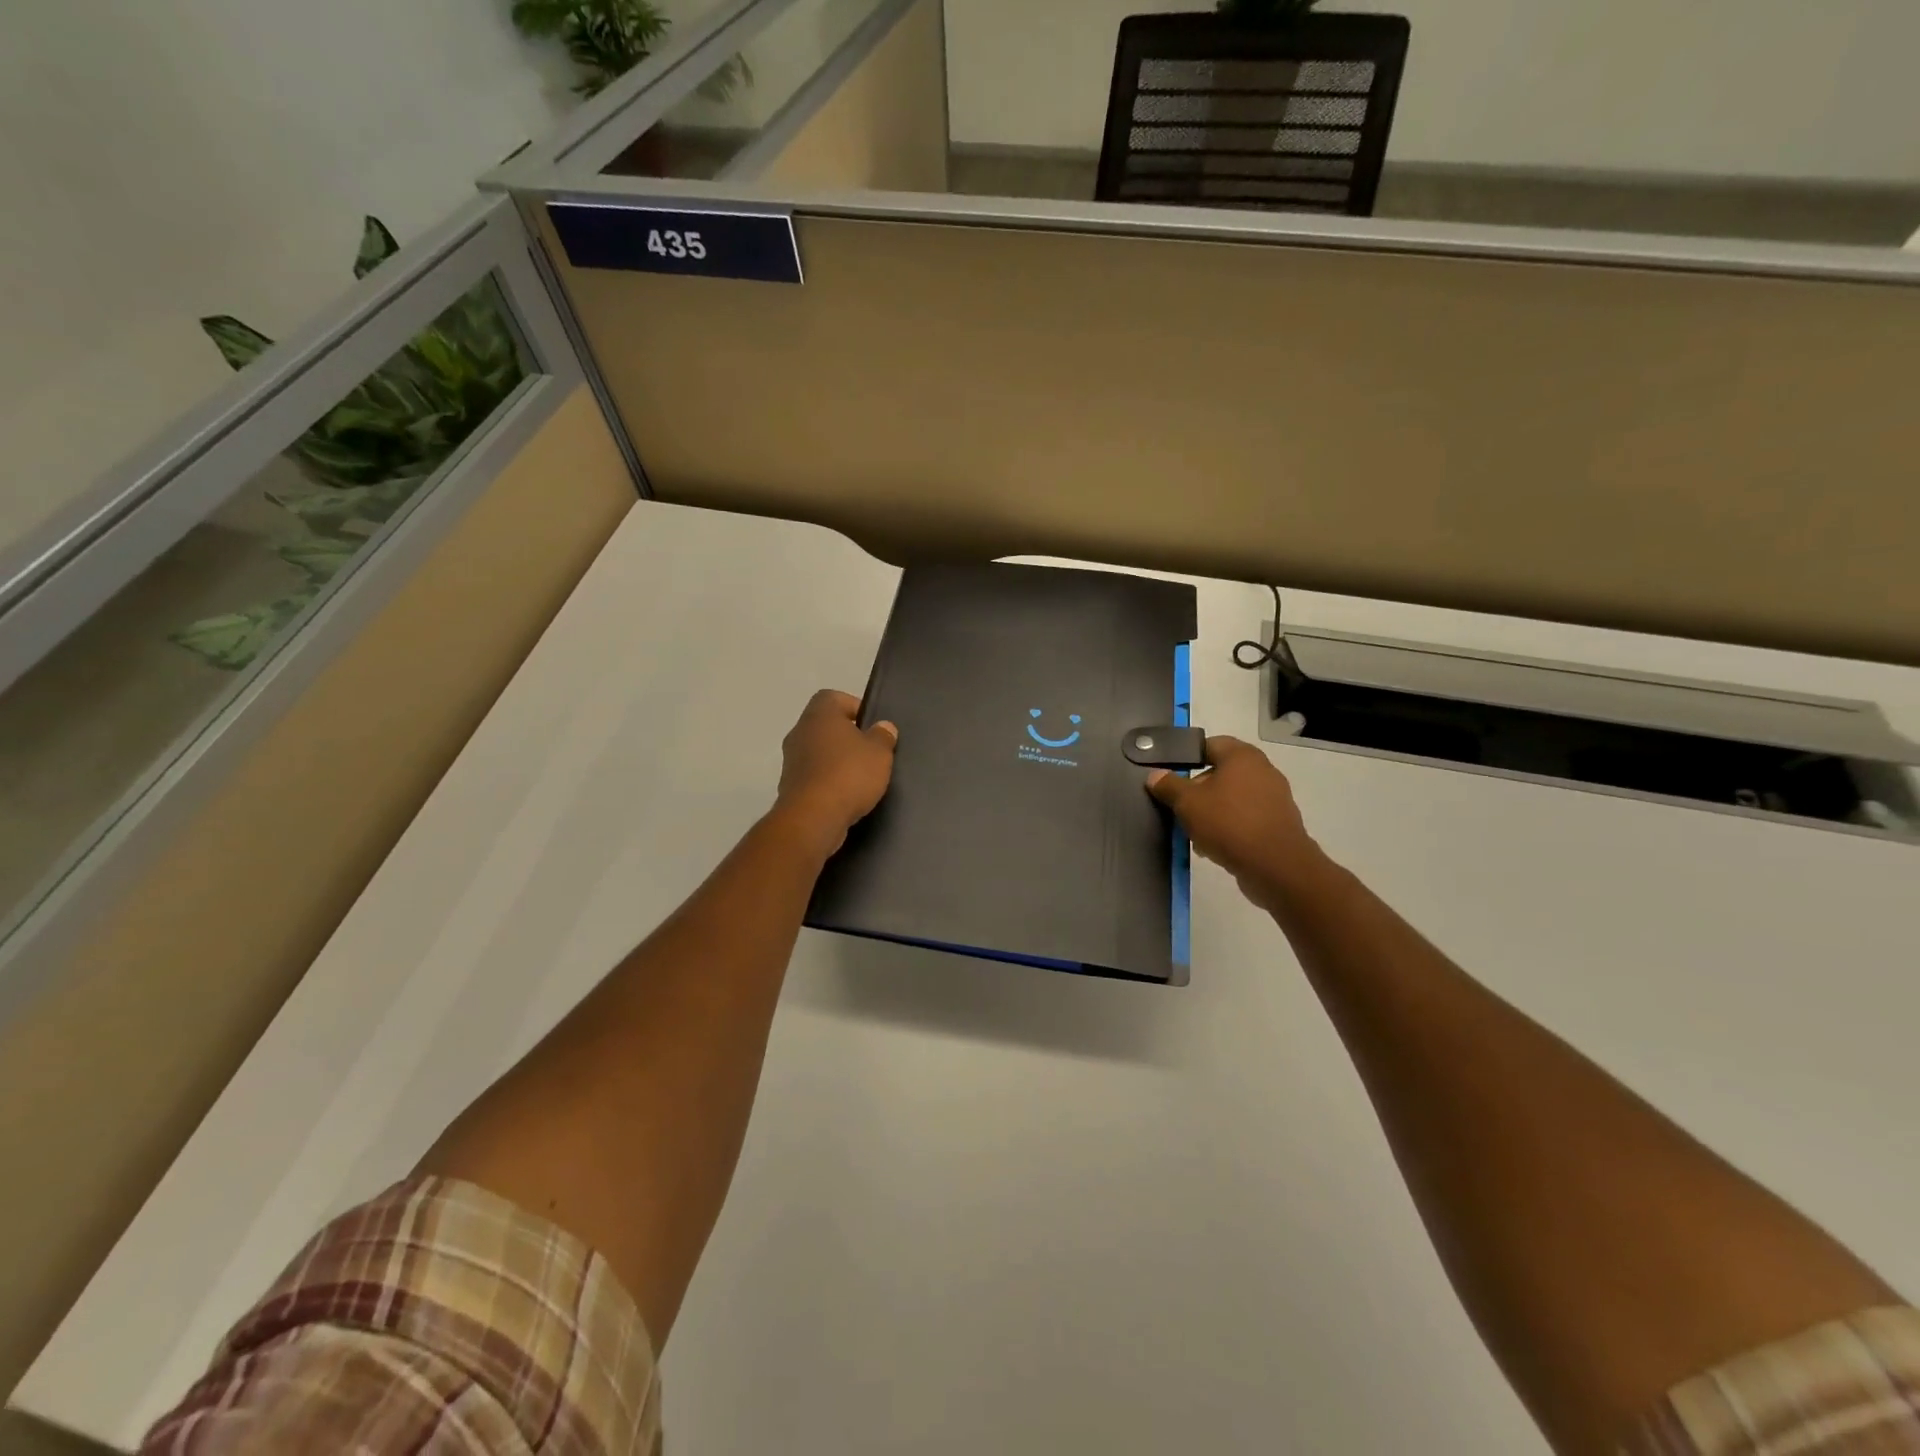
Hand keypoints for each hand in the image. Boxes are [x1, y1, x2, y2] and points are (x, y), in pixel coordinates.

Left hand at [774, 689, 898, 854]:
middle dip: (847, 737)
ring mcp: (791, 761)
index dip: (854, 707)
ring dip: (836, 761)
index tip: (871, 725)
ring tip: (861, 777)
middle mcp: (799, 732)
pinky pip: (813, 776)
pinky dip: (828, 782)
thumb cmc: (849, 774)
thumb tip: (883, 726)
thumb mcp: (879, 752)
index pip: (833, 697)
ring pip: (818, 752)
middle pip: (825, 726)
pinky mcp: (790, 787)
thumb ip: (883, 736)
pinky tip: (846, 796)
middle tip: (870, 751)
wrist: (813, 818)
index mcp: (819, 715)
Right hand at [1147, 736, 1321, 907]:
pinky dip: (1229, 827)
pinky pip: (1246, 817)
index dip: (1188, 757)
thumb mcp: (1187, 803)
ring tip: (1194, 833)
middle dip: (1197, 790)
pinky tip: (1214, 846)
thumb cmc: (1228, 823)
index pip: (1210, 744)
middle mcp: (1262, 770)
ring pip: (1232, 798)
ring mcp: (1274, 797)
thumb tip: (1155, 775)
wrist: (1275, 866)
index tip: (1170, 775)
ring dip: (1212, 811)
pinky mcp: (1278, 822)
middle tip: (1179, 807)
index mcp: (1242, 756)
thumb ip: (1169, 785)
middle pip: (1221, 773)